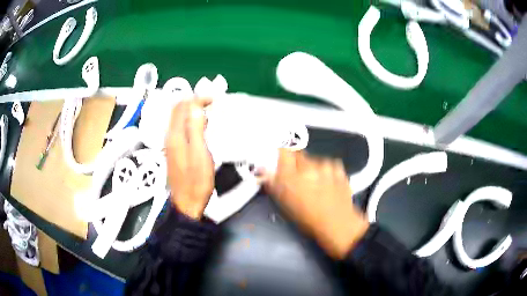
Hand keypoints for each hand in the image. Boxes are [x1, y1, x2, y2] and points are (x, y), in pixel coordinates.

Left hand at [166, 98, 213, 219]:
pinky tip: (201, 126)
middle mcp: (170, 136)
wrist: (187, 202)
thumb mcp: (200, 154)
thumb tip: (196, 107)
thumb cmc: (196, 181)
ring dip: (192, 110)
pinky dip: (191, 120)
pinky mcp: (174, 150)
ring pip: (179, 117)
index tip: (214, 99)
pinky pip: (181, 127)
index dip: (198, 98)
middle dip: (194, 101)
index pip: (183, 106)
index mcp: (175, 135)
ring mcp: (171, 143)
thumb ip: (196, 129)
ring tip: (209, 111)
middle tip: (212, 102)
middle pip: (178, 109)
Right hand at [263, 150, 369, 258]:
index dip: (283, 152)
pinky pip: (329, 164)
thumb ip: (273, 184)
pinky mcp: (339, 168)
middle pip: (299, 154)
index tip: (283, 160)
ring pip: (315, 160)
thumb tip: (263, 171)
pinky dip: (327, 171)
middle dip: (297, 163)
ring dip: (313, 168)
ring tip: (318, 184)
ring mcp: (326, 165)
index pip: (284, 150)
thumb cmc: (308, 219)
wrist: (338, 224)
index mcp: (291, 175)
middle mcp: (308, 166)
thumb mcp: (285, 204)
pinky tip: (330, 184)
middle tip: (300, 177)